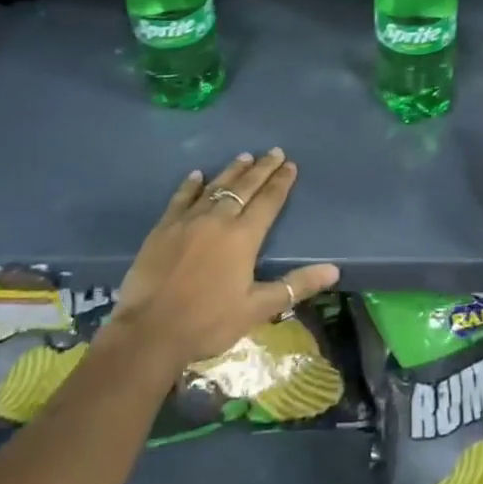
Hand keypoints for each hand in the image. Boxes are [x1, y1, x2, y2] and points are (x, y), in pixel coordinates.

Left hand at [109, 148, 339, 368]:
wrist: (149, 331)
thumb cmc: (208, 322)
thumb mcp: (257, 309)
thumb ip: (295, 286)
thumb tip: (333, 270)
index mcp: (243, 237)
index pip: (268, 201)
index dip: (281, 182)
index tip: (290, 165)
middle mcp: (218, 219)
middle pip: (245, 187)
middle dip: (262, 168)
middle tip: (274, 152)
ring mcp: (188, 220)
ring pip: (215, 187)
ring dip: (232, 171)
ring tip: (245, 157)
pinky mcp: (163, 228)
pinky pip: (181, 198)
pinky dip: (191, 185)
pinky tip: (197, 175)